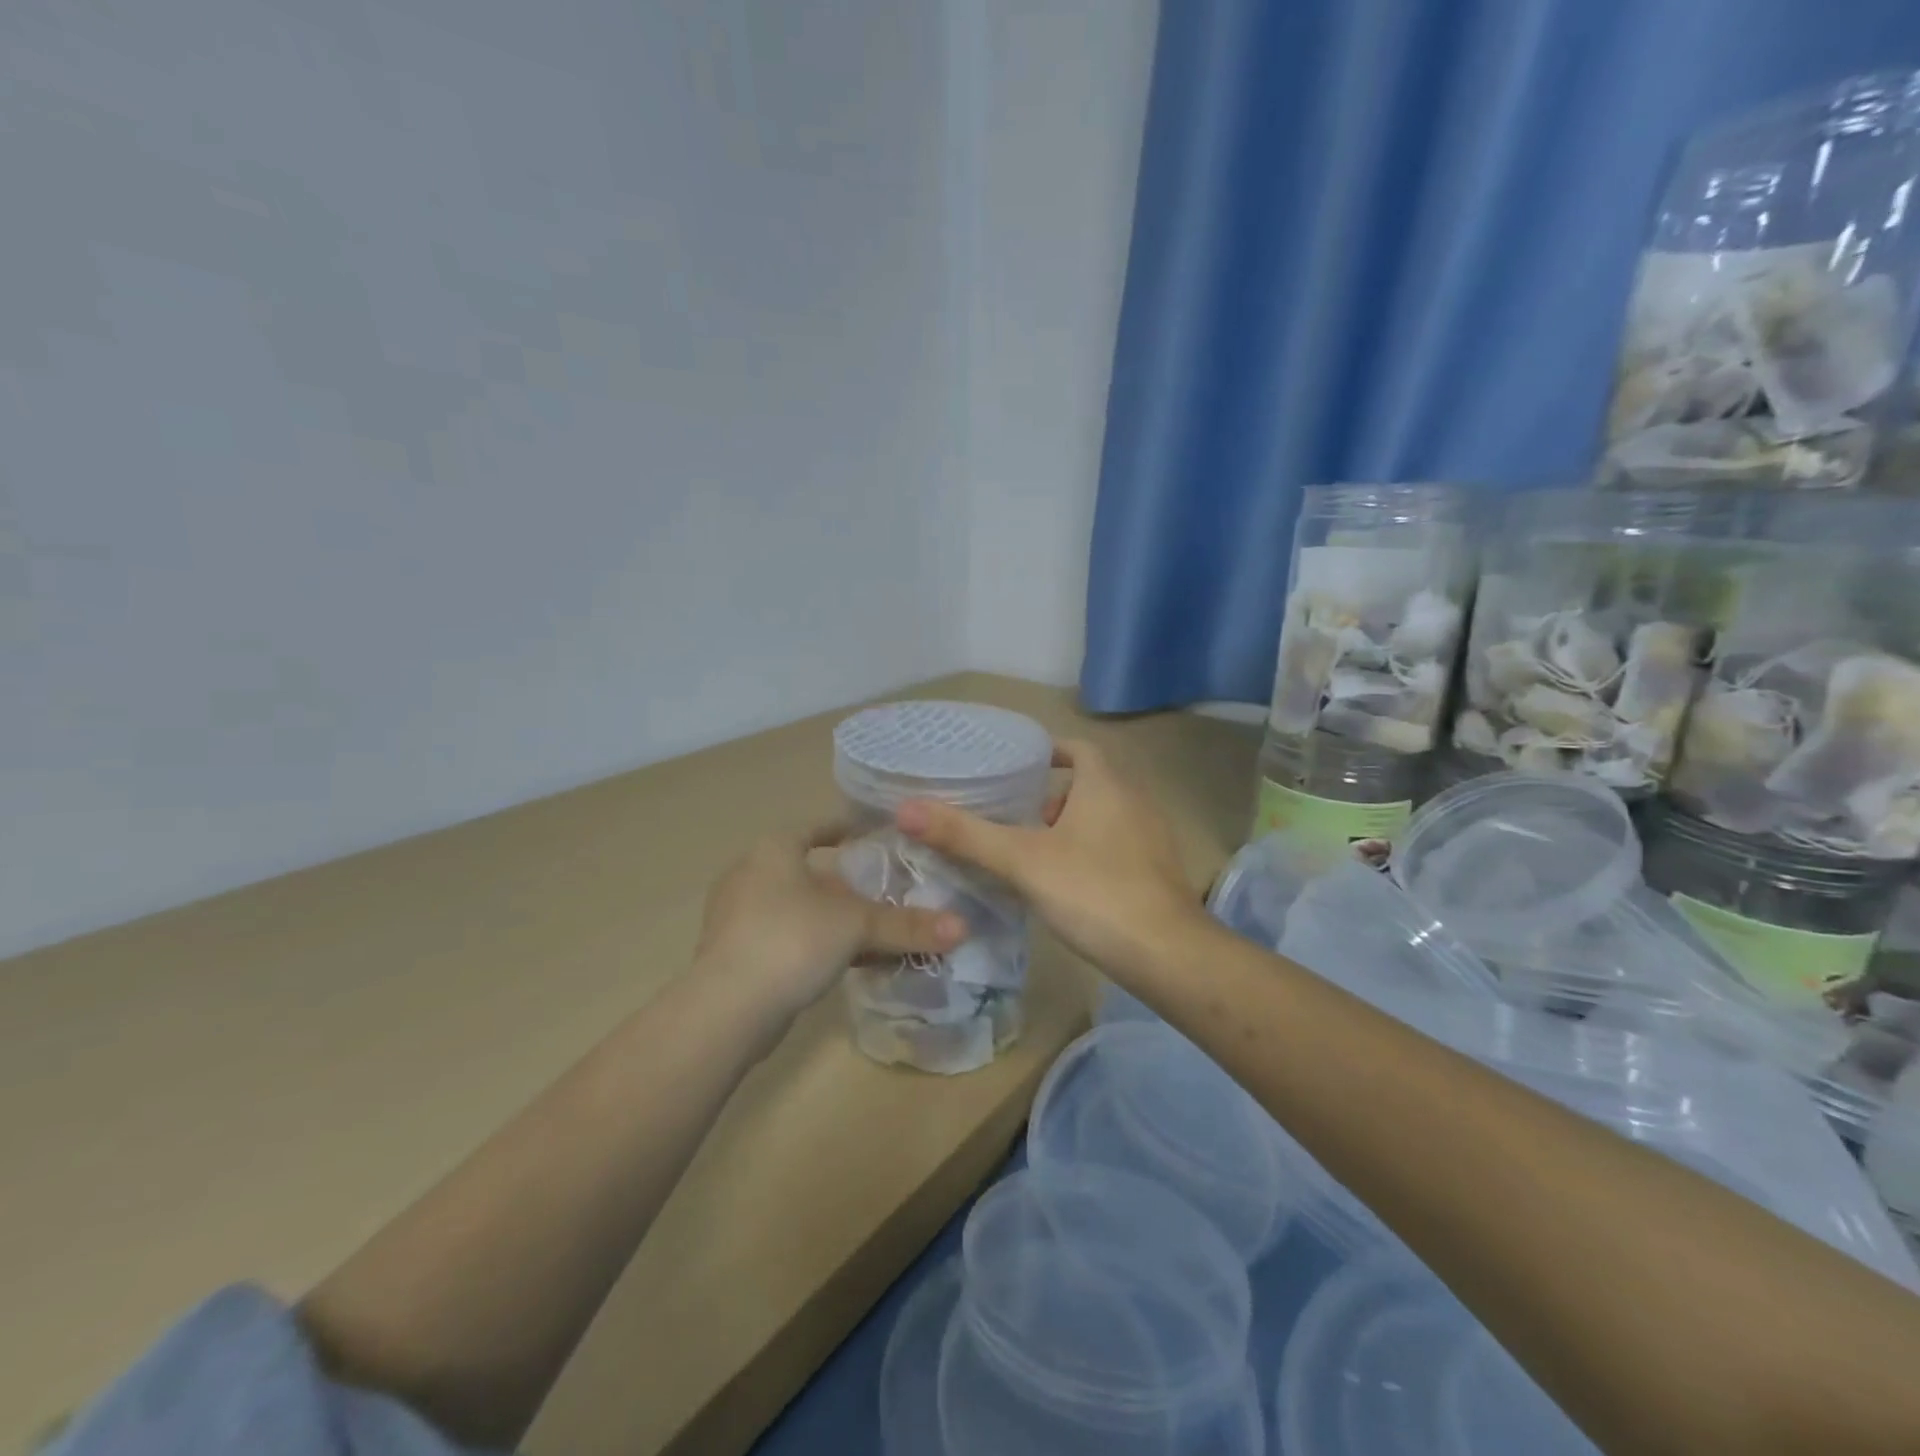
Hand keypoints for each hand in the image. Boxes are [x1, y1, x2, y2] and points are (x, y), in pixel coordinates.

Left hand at [694, 824, 967, 1025]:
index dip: (847, 830)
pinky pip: (788, 939)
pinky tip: (847, 964)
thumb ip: (907, 926)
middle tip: (886, 893)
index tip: (875, 839)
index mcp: (773, 850)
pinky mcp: (736, 955)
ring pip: (799, 909)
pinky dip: (818, 944)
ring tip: (875, 932)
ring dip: (834, 920)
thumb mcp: (857, 926)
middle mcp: (751, 875)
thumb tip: (963, 928)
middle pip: (810, 872)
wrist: (727, 1009)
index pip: (816, 828)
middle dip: (847, 885)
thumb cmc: (792, 940)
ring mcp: (738, 917)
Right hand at [896, 739, 1204, 977]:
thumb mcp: (1022, 861)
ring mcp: (1151, 836)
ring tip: (1031, 848)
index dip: (1046, 752)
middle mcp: (1134, 800)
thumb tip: (905, 809)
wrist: (1167, 954)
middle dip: (1050, 794)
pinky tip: (1064, 882)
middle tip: (1012, 813)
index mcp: (1106, 783)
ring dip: (1069, 824)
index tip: (1014, 766)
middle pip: (1088, 781)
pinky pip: (1116, 844)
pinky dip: (1088, 849)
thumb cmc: (1093, 891)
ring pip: (1102, 815)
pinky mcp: (1157, 870)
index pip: (1076, 748)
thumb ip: (965, 835)